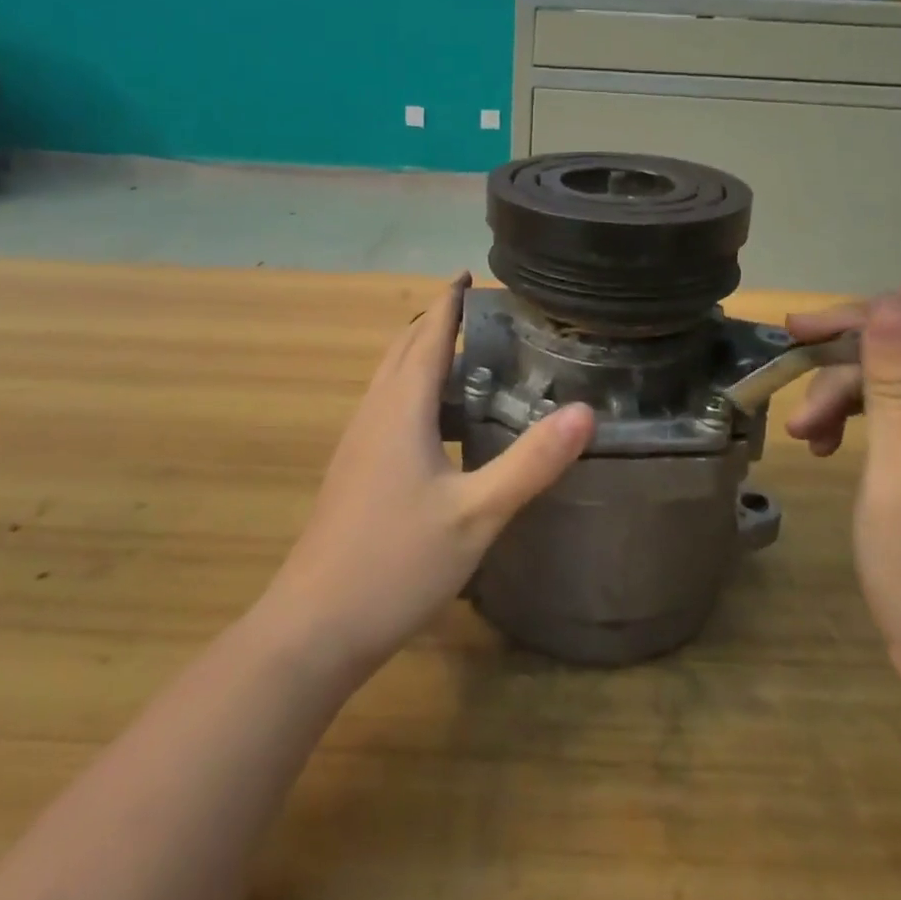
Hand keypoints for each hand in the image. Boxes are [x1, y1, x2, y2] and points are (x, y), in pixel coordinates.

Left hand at [263, 274, 594, 676]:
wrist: (314, 626)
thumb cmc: (396, 562)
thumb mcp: (477, 514)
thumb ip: (532, 462)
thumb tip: (586, 412)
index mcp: (401, 408)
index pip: (428, 334)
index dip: (450, 301)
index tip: (470, 273)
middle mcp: (375, 412)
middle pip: (404, 348)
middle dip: (437, 321)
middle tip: (480, 310)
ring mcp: (358, 441)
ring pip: (392, 379)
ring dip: (423, 354)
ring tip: (468, 355)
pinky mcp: (354, 469)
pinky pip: (388, 406)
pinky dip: (415, 390)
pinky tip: (440, 422)